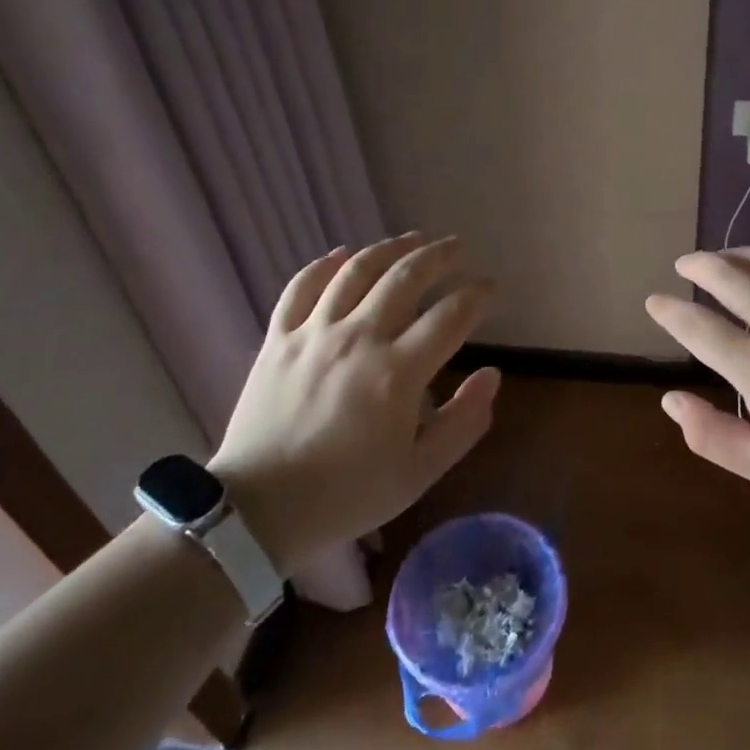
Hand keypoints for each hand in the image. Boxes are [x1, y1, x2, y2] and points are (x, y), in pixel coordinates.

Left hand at [208, 234, 499, 572]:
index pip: (450, 315)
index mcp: (398, 372)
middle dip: (439, 256)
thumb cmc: (346, 495)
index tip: (490, 287)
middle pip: (406, 277)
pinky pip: (301, 286)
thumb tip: (492, 375)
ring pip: (357, 270)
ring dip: (390, 248)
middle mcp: (359, 338)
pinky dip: (324, 265)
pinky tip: (342, 254)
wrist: (258, 511)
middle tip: (458, 248)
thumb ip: (463, 422)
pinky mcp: (278, 338)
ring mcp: (314, 333)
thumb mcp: (419, 473)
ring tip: (411, 238)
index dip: (477, 295)